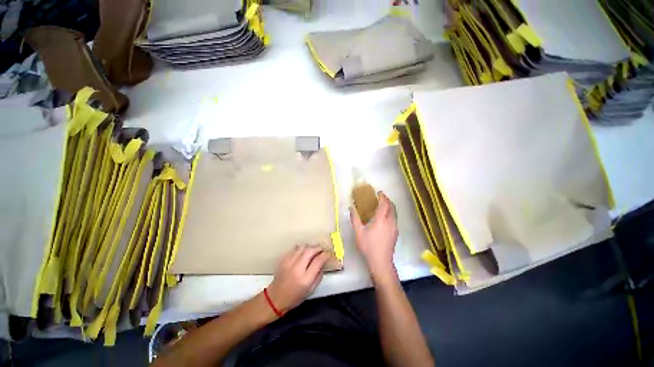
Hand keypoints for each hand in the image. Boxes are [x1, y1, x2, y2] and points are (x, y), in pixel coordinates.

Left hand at [266, 245, 330, 313]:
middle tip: (321, 249)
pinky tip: (302, 253)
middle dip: (318, 248)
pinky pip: (294, 249)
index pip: (318, 261)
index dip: (325, 255)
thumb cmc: (294, 297)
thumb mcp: (310, 290)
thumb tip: (323, 264)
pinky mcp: (283, 259)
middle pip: (310, 251)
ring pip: (302, 247)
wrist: (275, 298)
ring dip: (309, 247)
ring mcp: (289, 262)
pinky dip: (300, 249)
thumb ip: (318, 276)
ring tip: (312, 250)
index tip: (328, 254)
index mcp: (305, 279)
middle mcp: (297, 268)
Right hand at [350, 192, 398, 280]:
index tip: (379, 192)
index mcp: (381, 220)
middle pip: (392, 207)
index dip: (383, 196)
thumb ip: (355, 218)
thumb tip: (351, 208)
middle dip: (387, 200)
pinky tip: (384, 218)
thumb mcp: (358, 232)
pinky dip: (391, 213)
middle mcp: (390, 221)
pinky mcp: (396, 233)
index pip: (385, 204)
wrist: (381, 262)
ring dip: (390, 206)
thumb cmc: (368, 246)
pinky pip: (395, 218)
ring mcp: (394, 227)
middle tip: (381, 197)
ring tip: (382, 206)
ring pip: (395, 213)